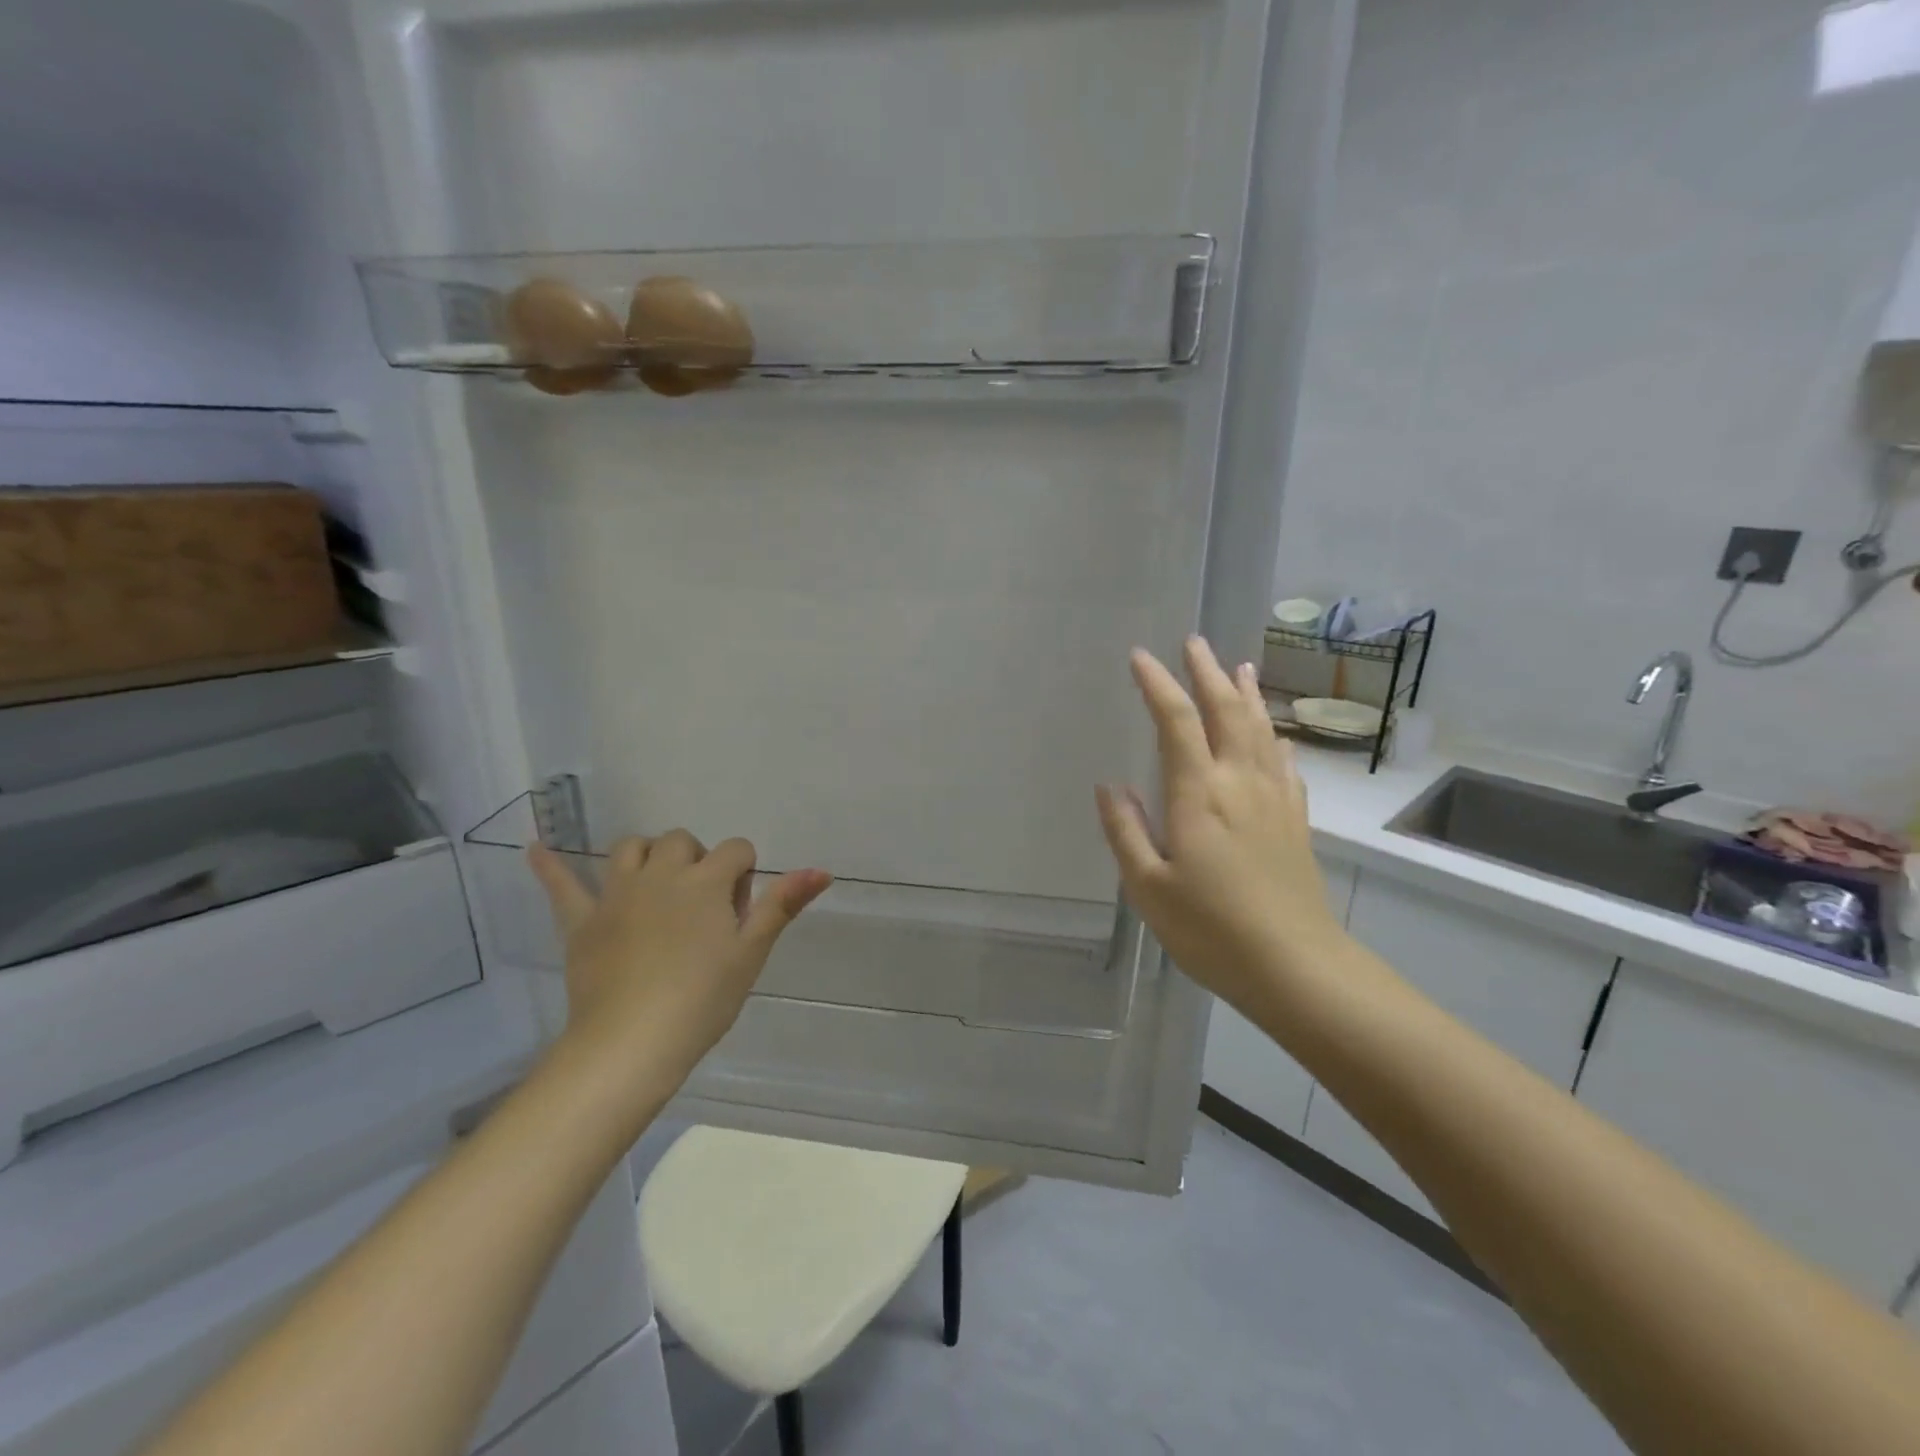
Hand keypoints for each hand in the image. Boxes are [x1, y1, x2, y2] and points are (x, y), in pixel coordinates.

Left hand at [529, 832, 831, 1092]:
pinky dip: (550, 866)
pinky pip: (563, 885)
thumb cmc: (702, 1000)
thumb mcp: (751, 953)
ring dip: (647, 855)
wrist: (631, 1043)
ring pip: (631, 847)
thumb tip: (822, 869)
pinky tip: (536, 847)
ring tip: (655, 883)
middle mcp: (662, 875)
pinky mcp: (583, 920)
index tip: (739, 914)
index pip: (736, 850)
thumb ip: (783, 905)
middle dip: (698, 861)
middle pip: (682, 842)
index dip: (743, 875)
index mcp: (706, 882)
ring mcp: (617, 894)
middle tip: (702, 908)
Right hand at [1096, 638, 1346, 1012]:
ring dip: (1246, 694)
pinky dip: (1275, 737)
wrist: (1296, 966)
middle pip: (1227, 711)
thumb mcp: (1148, 887)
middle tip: (1193, 642)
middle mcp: (1240, 782)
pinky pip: (1285, 763)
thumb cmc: (1211, 930)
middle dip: (1206, 673)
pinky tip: (1275, 735)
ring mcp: (1275, 799)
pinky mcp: (1296, 820)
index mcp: (1199, 794)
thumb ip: (1126, 831)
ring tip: (1238, 666)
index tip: (1141, 657)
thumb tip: (1110, 786)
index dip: (1158, 684)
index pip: (1178, 722)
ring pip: (1261, 729)